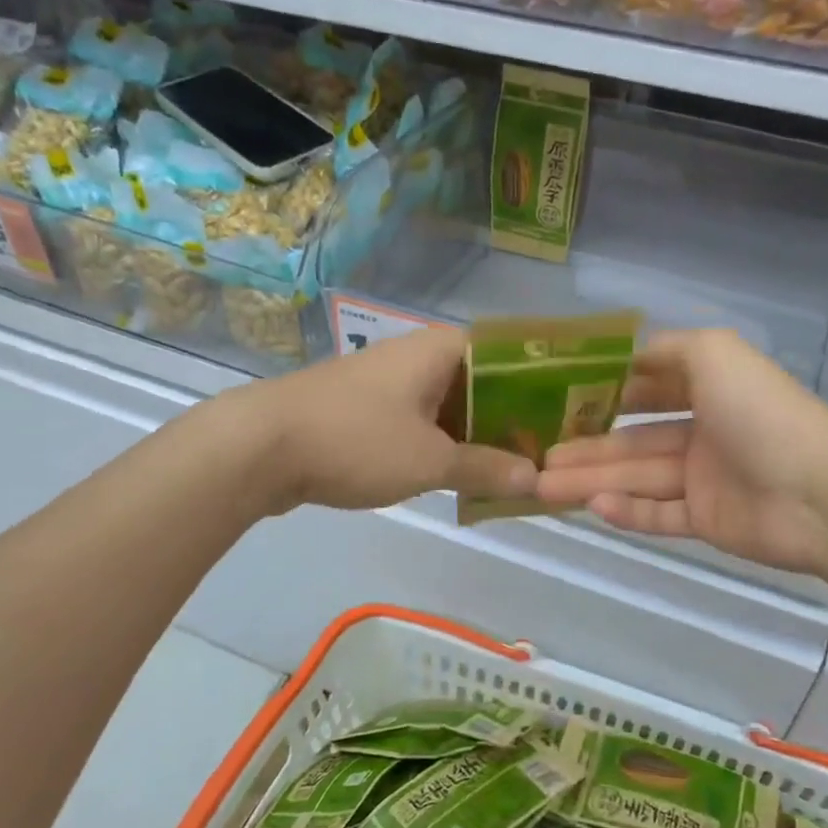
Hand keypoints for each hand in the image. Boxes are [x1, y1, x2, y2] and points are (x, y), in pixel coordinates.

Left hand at [252, 326, 537, 512]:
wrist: (258, 448)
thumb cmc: (356, 440)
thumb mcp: (430, 460)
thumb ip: (487, 467)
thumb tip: (536, 478)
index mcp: (443, 349)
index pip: (511, 354)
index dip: (543, 383)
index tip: (569, 416)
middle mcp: (420, 355)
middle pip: (484, 382)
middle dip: (514, 419)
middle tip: (547, 454)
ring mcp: (391, 381)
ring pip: (453, 405)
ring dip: (479, 437)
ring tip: (515, 471)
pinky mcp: (368, 409)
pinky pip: (423, 422)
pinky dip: (445, 445)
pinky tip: (464, 477)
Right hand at [535, 329, 827, 575]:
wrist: (816, 491)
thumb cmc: (759, 412)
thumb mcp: (714, 352)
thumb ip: (670, 349)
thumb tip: (629, 355)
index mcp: (707, 390)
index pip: (647, 389)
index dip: (605, 394)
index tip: (559, 400)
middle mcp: (703, 433)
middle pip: (633, 441)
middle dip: (586, 446)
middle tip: (538, 456)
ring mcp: (704, 480)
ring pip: (638, 479)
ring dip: (592, 481)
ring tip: (542, 486)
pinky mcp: (707, 521)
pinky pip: (659, 515)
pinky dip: (626, 512)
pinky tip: (591, 507)